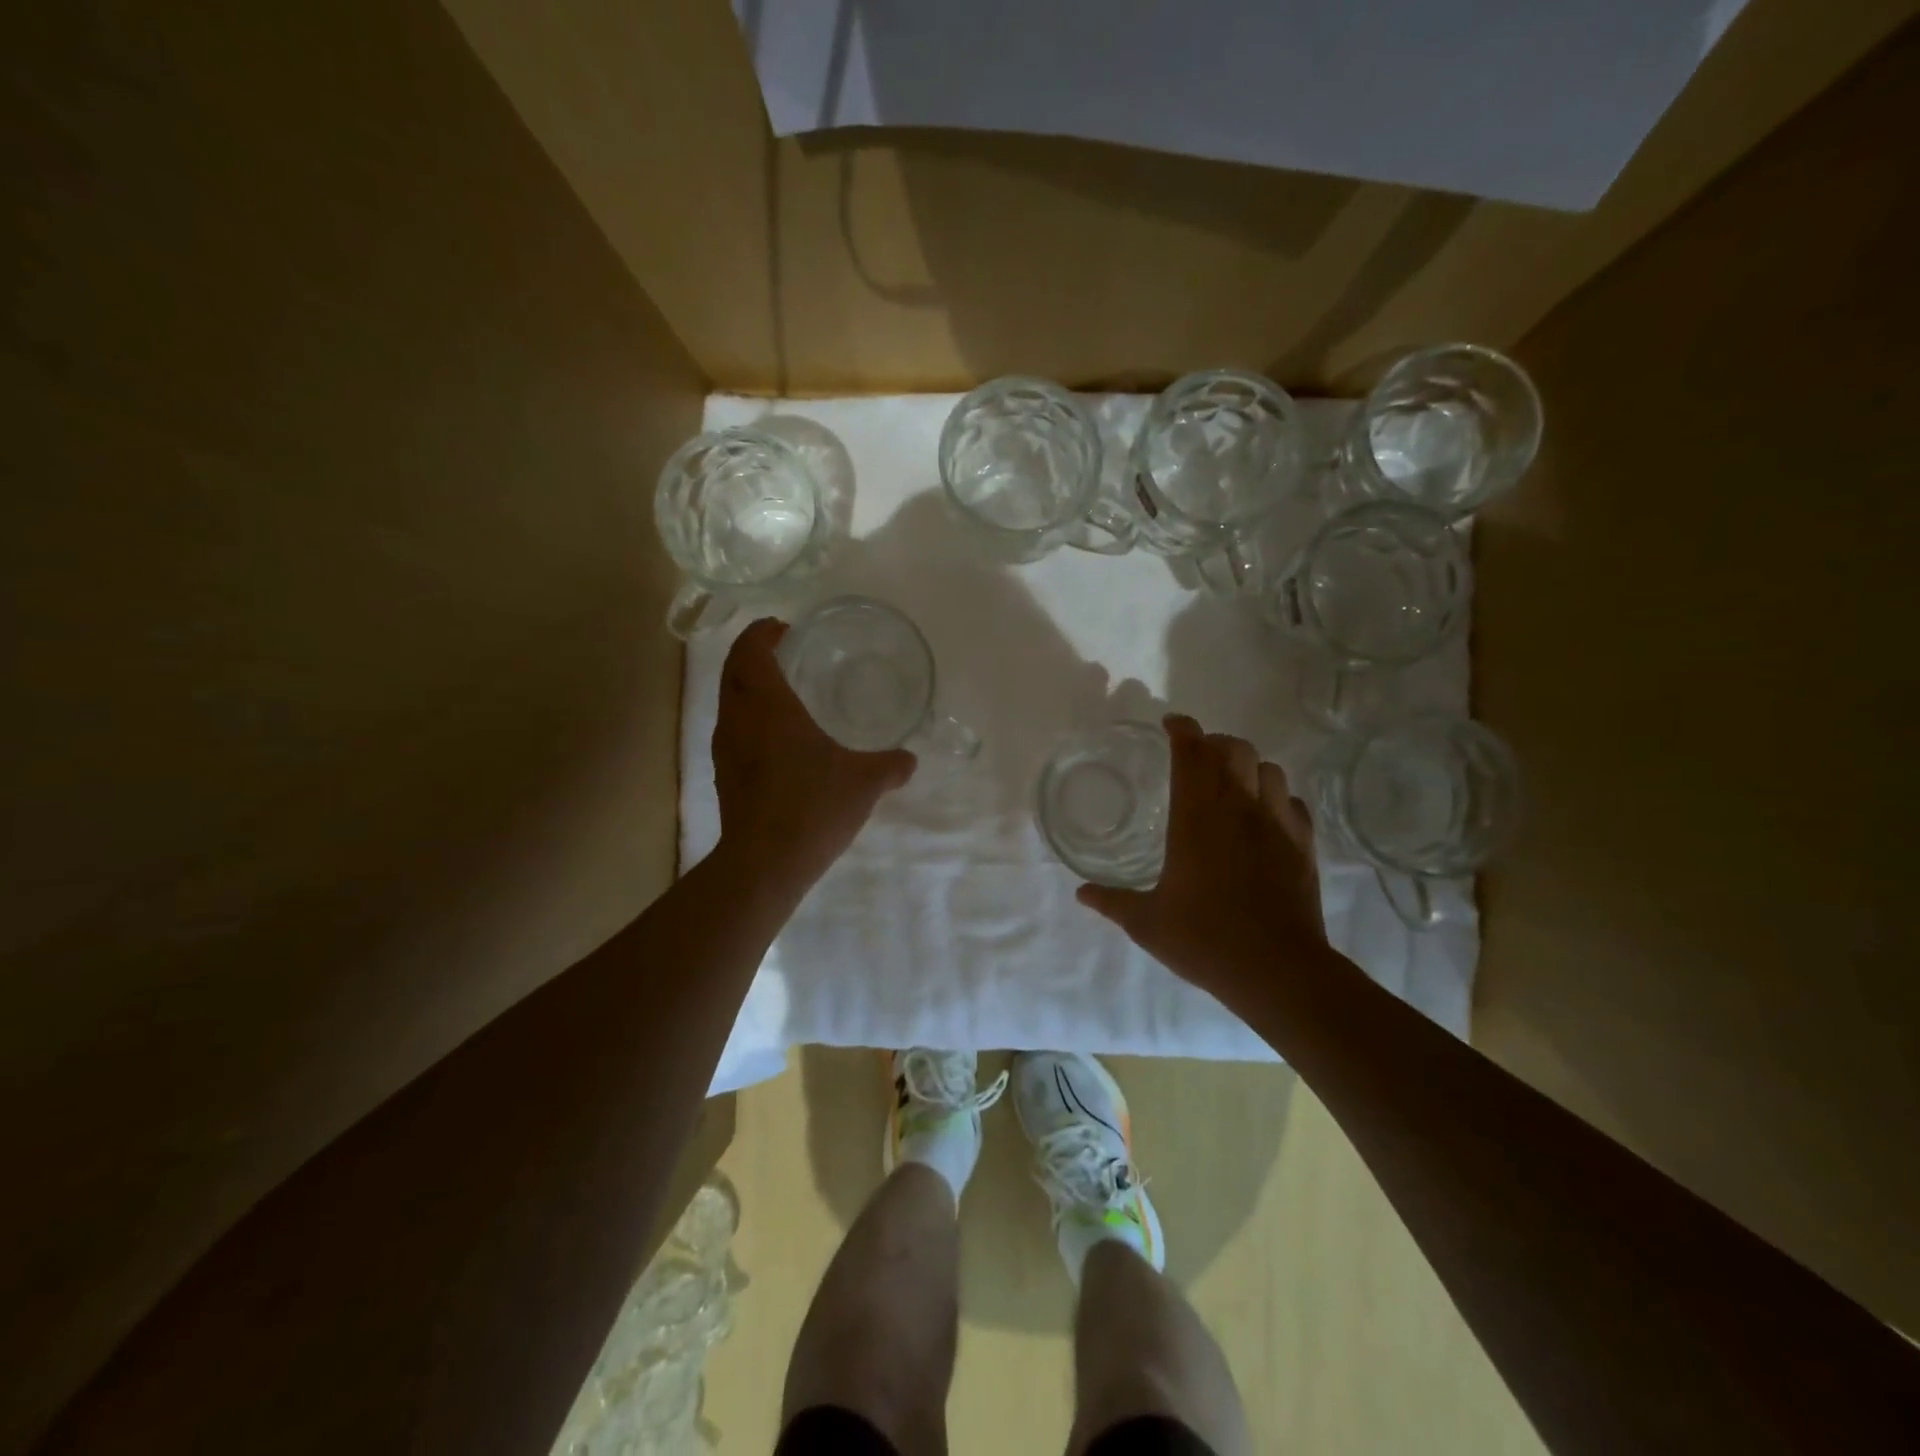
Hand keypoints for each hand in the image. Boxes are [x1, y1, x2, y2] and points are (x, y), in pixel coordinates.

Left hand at [711, 619, 916, 896]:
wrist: (765, 863)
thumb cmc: (814, 807)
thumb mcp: (864, 783)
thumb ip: (890, 765)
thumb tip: (910, 760)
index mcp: (768, 705)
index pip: (751, 650)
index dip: (763, 632)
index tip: (783, 628)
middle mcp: (738, 718)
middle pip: (733, 669)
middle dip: (753, 653)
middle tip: (785, 652)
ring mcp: (725, 748)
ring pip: (728, 699)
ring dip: (748, 685)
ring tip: (782, 690)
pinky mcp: (724, 774)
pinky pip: (732, 728)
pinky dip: (748, 716)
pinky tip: (777, 738)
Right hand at [1077, 715, 1331, 1006]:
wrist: (1278, 970)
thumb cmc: (1205, 939)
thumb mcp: (1147, 923)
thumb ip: (1112, 901)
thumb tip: (1081, 893)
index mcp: (1196, 818)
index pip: (1192, 753)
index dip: (1182, 730)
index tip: (1171, 724)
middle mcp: (1238, 809)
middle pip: (1234, 750)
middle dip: (1214, 743)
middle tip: (1196, 757)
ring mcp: (1277, 825)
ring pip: (1268, 769)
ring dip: (1247, 766)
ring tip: (1231, 783)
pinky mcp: (1303, 846)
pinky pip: (1293, 803)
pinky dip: (1276, 797)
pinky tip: (1264, 816)